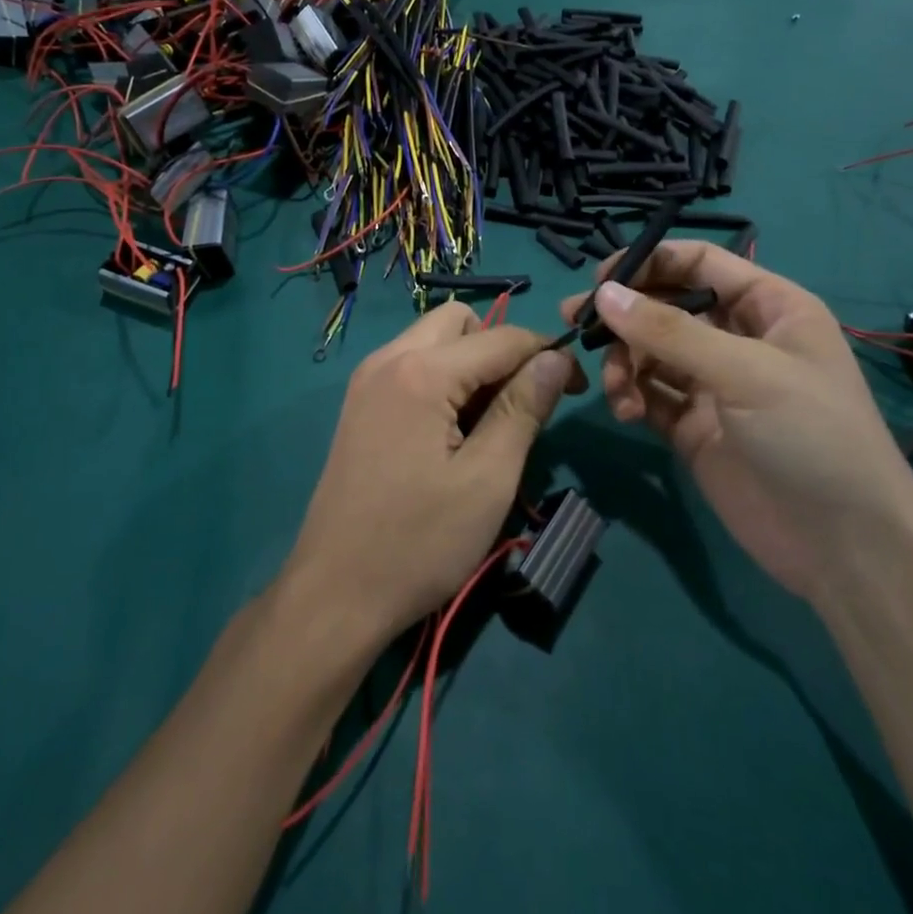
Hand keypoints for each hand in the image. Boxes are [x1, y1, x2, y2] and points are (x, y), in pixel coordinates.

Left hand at [281, 303, 581, 645]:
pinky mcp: (359, 403)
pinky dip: (441, 378)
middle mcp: (388, 359)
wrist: (336, 592)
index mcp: (420, 372)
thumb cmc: (419, 542)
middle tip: (520, 406)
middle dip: (499, 349)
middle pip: (459, 321)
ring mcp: (366, 379)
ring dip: (469, 363)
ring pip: (432, 339)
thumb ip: (523, 409)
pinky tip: (450, 430)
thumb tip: (556, 358)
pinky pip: (410, 364)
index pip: (501, 337)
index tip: (577, 388)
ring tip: (487, 423)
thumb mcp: (487, 480)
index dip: (547, 354)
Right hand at [561, 244, 912, 602]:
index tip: (600, 281)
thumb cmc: (811, 436)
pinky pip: (649, 394)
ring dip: (624, 362)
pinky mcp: (694, 426)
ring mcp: (714, 384)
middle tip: (575, 323)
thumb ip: (669, 331)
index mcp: (768, 307)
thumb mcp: (745, 371)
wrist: (845, 547)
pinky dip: (631, 395)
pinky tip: (626, 411)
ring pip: (650, 351)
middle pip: (666, 306)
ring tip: (617, 388)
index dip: (650, 263)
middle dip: (624, 315)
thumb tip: (603, 295)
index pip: (698, 263)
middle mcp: (738, 338)